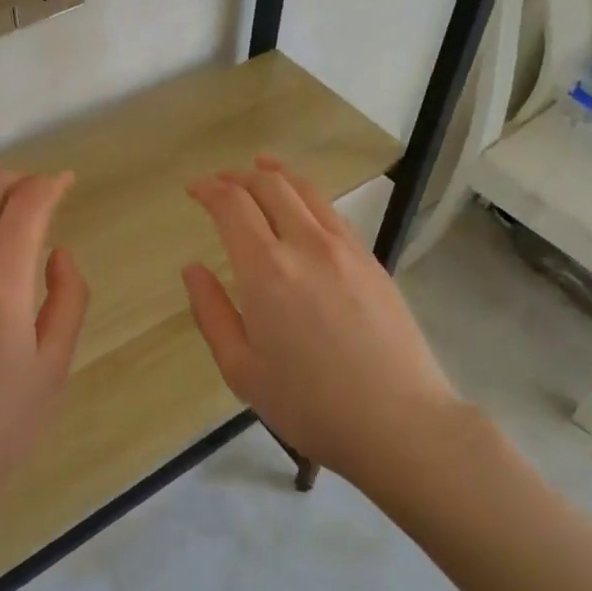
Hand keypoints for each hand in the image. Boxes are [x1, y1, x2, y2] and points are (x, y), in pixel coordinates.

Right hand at [182, 156, 458, 484]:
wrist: (398, 421)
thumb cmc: (309, 404)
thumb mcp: (241, 369)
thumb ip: (211, 312)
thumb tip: (193, 268)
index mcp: (266, 270)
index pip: (232, 205)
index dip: (209, 189)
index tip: (194, 190)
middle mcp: (306, 244)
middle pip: (269, 185)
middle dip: (239, 176)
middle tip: (221, 182)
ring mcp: (345, 248)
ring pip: (306, 190)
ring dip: (276, 174)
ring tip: (260, 169)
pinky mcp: (371, 259)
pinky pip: (332, 212)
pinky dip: (307, 195)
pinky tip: (302, 207)